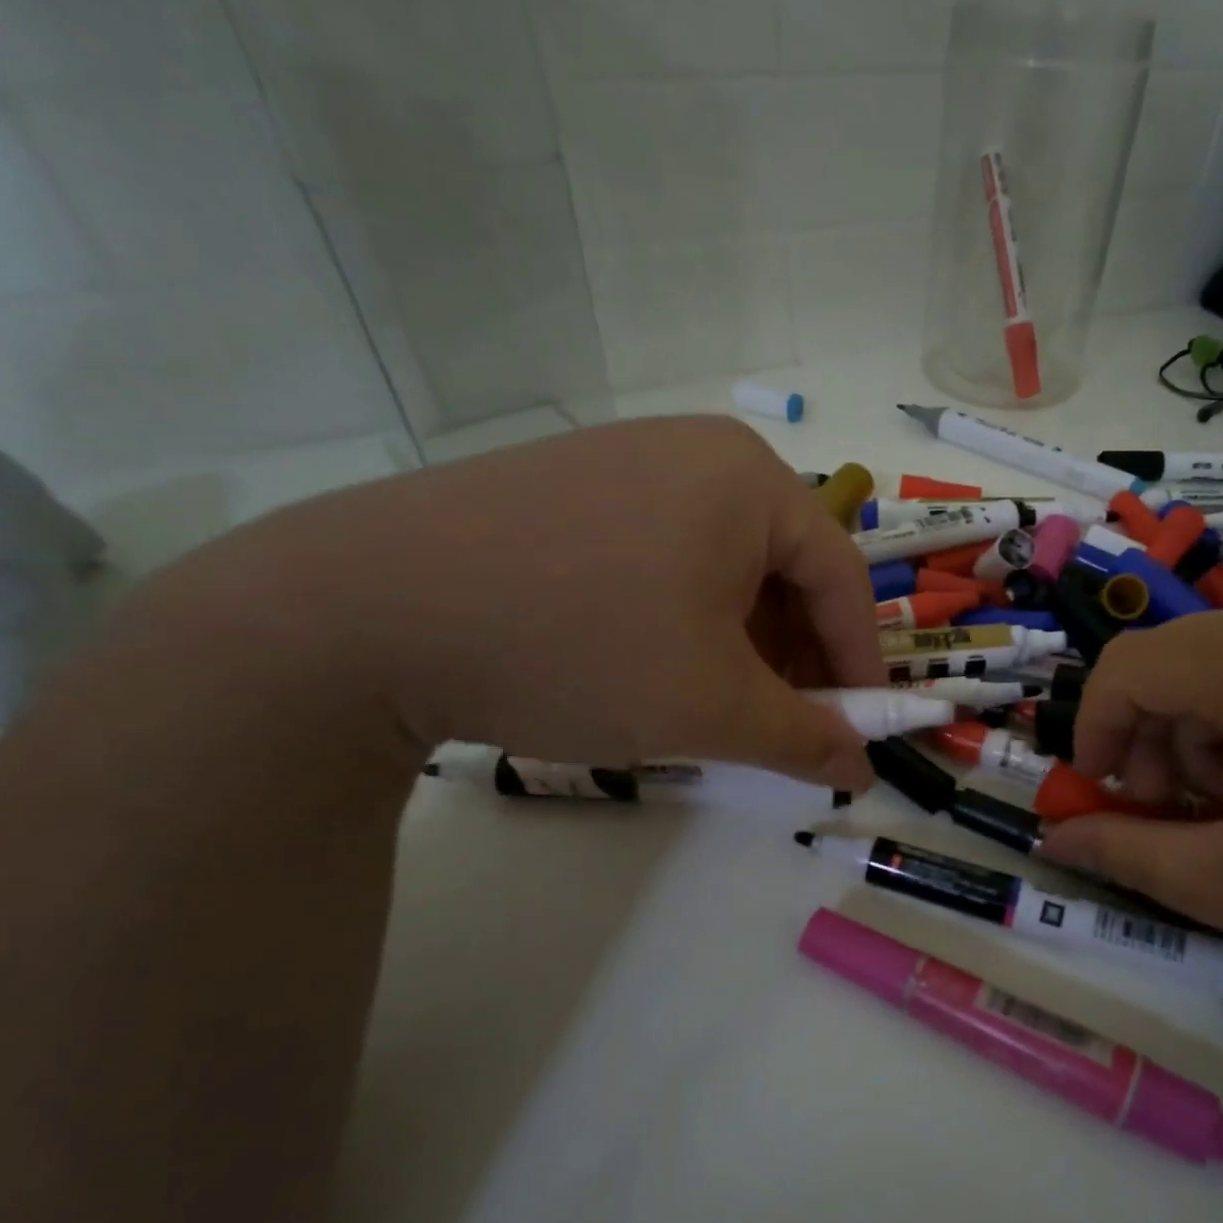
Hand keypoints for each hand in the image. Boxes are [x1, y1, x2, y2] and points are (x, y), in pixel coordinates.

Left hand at [164, 415, 885, 788]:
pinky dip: (684, 615)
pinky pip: (665, 552)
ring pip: (724, 564)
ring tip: (718, 702)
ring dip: (741, 640)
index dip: (862, 662)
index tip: (862, 729)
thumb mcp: (712, 708)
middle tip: (787, 723)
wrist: (360, 615)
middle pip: (784, 567)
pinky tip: (653, 662)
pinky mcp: (571, 485)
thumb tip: (862, 770)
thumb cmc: (578, 649)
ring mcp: (627, 461)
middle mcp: (698, 452)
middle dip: (796, 655)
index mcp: (751, 480)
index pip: (842, 578)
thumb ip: (806, 740)